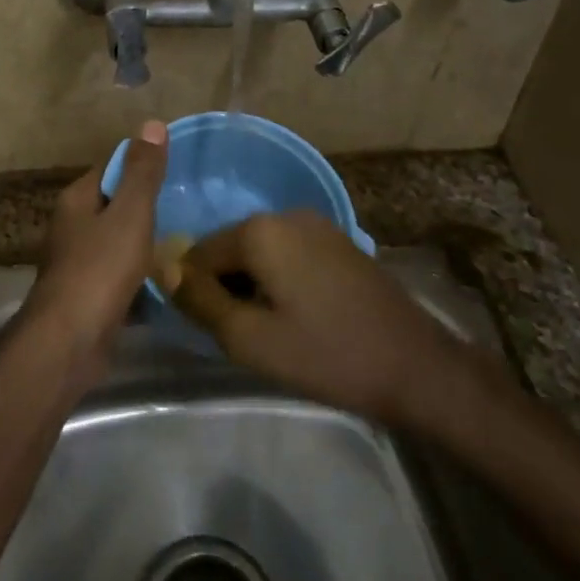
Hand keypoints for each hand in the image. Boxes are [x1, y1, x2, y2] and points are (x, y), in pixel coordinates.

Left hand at [23, 120, 169, 367]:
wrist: (70, 342)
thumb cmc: (100, 268)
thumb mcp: (129, 213)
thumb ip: (142, 172)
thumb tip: (152, 124)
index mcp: (77, 200)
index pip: (111, 168)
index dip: (142, 166)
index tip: (177, 171)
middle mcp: (72, 226)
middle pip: (115, 205)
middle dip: (147, 207)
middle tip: (189, 207)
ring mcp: (78, 263)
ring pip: (119, 242)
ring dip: (145, 244)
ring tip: (186, 243)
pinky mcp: (88, 296)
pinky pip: (120, 276)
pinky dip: (140, 277)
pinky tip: (168, 282)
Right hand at [171, 211, 485, 428]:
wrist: (415, 366)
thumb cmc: (326, 354)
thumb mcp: (250, 339)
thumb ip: (200, 301)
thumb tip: (164, 269)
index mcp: (259, 230)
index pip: (198, 253)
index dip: (195, 293)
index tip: (208, 331)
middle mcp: (285, 214)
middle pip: (230, 248)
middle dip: (224, 287)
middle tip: (240, 336)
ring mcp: (316, 225)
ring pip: (260, 252)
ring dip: (251, 285)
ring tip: (268, 330)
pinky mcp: (337, 242)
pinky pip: (288, 254)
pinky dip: (279, 280)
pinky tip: (296, 316)